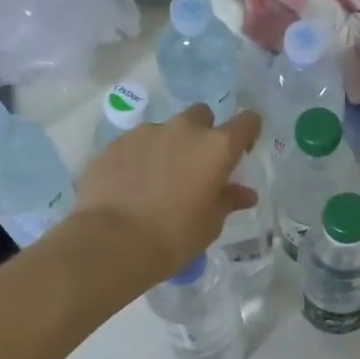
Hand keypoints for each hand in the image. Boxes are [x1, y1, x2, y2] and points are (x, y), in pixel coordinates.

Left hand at [71, 106, 262, 283]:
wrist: (112, 243)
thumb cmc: (174, 236)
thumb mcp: (211, 223)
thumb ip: (228, 200)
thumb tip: (244, 193)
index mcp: (217, 147)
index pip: (247, 122)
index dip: (247, 133)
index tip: (240, 152)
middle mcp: (184, 129)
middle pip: (202, 115)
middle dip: (203, 134)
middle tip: (195, 165)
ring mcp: (147, 132)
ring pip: (166, 129)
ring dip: (169, 146)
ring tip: (157, 179)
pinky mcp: (116, 143)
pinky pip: (137, 143)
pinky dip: (140, 157)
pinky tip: (131, 185)